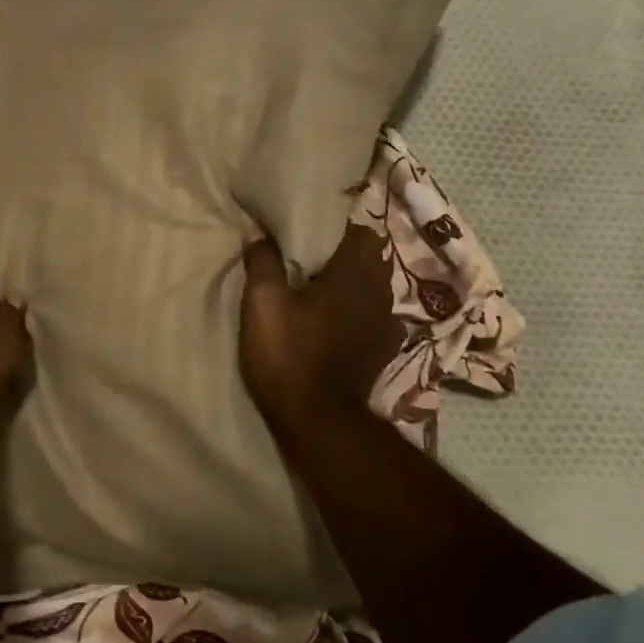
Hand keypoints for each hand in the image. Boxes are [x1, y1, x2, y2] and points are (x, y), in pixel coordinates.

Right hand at [239, 223, 402, 431]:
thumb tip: (258, 228)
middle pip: (369, 256)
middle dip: (344, 249)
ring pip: (373, 285)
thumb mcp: (263, 302)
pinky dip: (356, 307)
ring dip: (351, 279)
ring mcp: (385, 323)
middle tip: (310, 249)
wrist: (317, 421)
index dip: (339, 222)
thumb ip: (263, 261)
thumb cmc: (288, 353)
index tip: (313, 221)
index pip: (361, 229)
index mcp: (354, 273)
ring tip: (321, 280)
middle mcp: (379, 292)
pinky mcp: (382, 349)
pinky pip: (372, 313)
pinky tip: (334, 317)